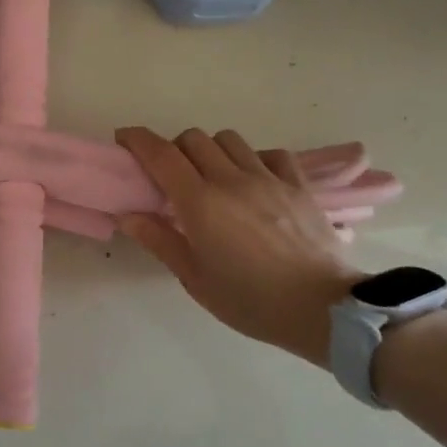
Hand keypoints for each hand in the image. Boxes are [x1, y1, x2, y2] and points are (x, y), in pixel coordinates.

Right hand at [115, 126, 361, 365]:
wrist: (321, 308)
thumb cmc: (250, 300)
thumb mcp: (195, 279)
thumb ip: (159, 240)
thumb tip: (127, 214)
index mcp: (200, 202)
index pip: (161, 154)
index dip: (137, 139)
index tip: (124, 140)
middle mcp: (230, 179)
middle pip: (193, 138)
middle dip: (174, 148)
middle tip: (171, 175)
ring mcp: (268, 178)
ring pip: (229, 139)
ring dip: (212, 150)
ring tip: (213, 176)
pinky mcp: (298, 184)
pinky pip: (270, 153)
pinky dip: (254, 158)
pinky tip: (254, 180)